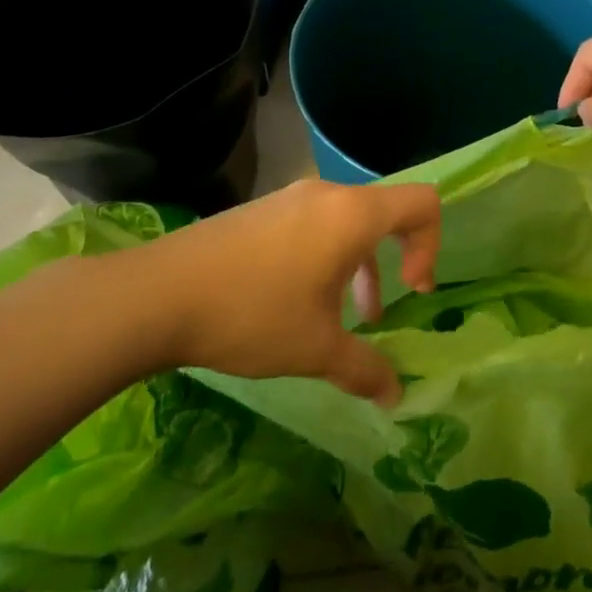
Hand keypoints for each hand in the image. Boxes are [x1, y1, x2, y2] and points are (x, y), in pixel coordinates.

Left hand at [136, 179, 439, 405]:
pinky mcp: (262, 210)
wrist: (160, 294)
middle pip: (384, 212)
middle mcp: (327, 195)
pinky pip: (314, 224)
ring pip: (347, 222)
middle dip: (393, 262)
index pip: (421, 203)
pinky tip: (298, 303)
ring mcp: (290, 198)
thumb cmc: (253, 314)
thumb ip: (366, 370)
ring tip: (344, 317)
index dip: (430, 246)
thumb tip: (396, 396)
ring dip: (358, 265)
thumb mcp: (316, 349)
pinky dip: (326, 257)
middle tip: (381, 312)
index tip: (412, 291)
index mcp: (352, 215)